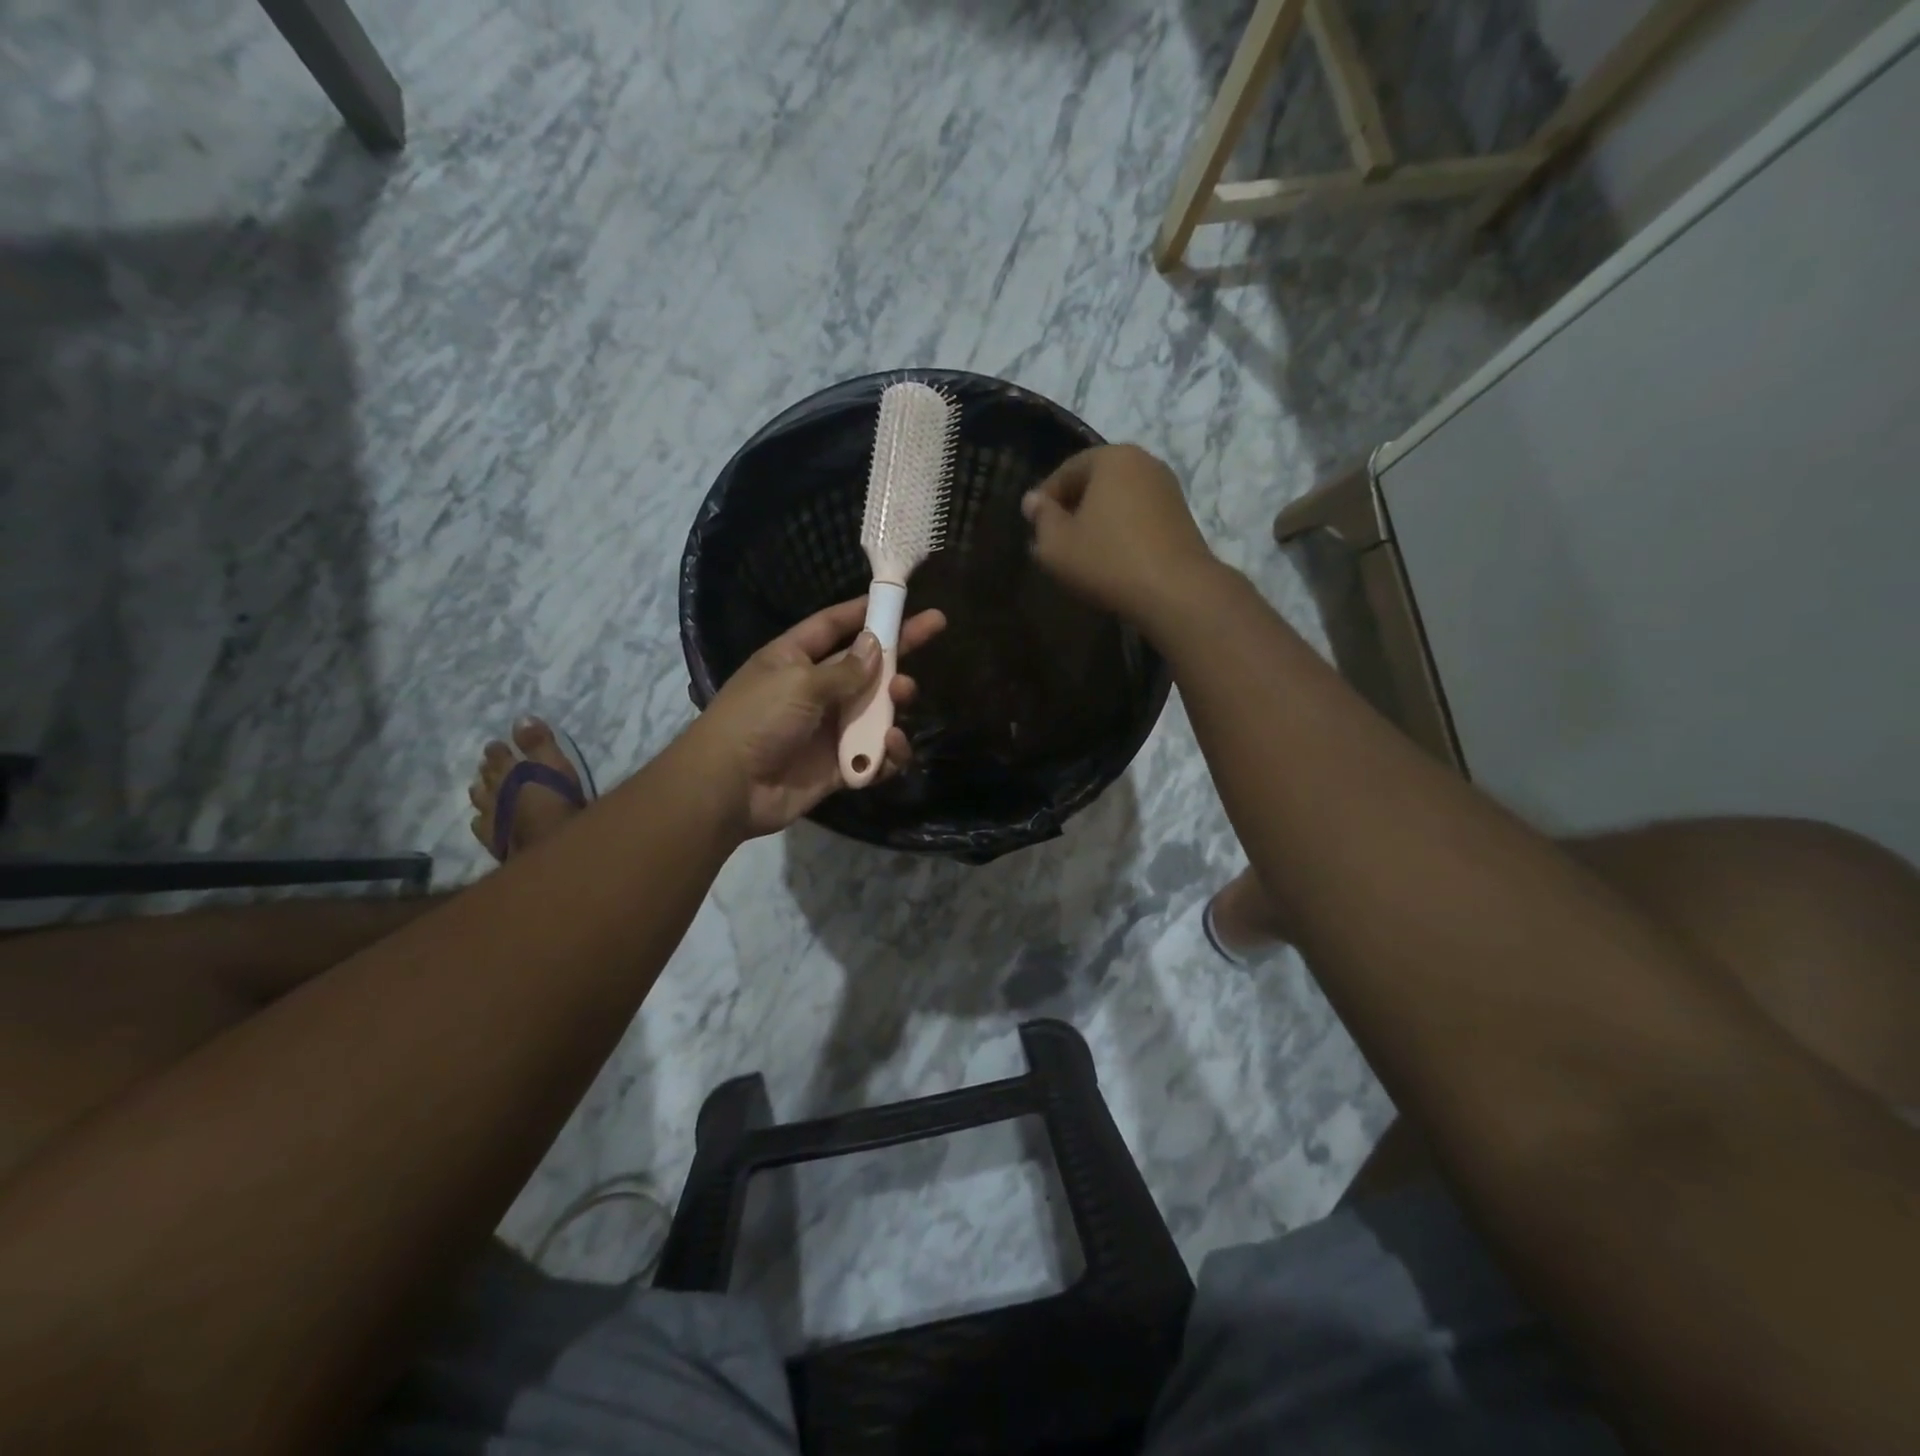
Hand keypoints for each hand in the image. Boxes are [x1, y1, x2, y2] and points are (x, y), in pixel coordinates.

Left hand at [686, 596, 946, 837]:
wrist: (729, 788)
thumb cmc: (758, 720)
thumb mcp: (800, 684)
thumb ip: (845, 669)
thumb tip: (875, 644)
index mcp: (794, 659)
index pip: (833, 626)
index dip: (864, 611)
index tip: (899, 599)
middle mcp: (814, 690)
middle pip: (865, 665)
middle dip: (898, 650)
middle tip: (935, 630)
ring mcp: (828, 728)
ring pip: (876, 710)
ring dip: (894, 702)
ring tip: (903, 696)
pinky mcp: (838, 766)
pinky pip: (873, 755)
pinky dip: (887, 753)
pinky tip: (891, 746)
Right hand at [1021, 444, 1219, 625]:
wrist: (1175, 591)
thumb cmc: (1107, 561)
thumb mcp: (1057, 544)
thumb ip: (1041, 518)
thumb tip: (1033, 500)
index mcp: (1112, 458)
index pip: (1066, 471)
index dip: (1044, 500)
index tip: (1033, 527)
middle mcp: (1144, 462)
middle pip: (1095, 482)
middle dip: (1073, 508)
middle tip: (1056, 540)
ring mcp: (1167, 488)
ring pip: (1118, 499)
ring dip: (1098, 521)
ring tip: (1083, 553)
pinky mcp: (1181, 516)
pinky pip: (1139, 516)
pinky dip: (1121, 531)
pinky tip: (1112, 559)